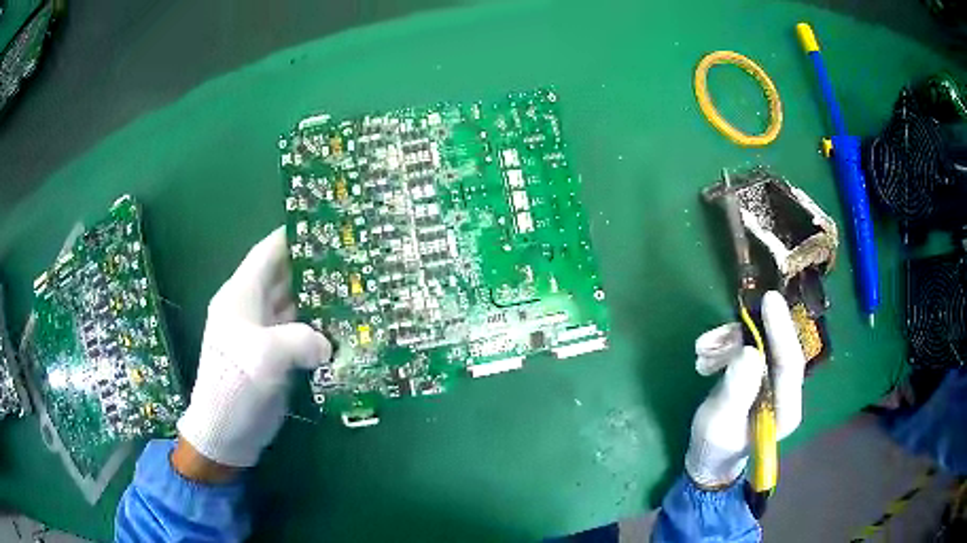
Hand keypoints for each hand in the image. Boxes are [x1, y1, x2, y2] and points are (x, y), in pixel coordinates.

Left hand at [176, 228, 331, 470]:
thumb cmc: (234, 386)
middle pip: (285, 276)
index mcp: (241, 295)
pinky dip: (319, 328)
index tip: (325, 223)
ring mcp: (263, 334)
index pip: (268, 252)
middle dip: (314, 266)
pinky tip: (343, 327)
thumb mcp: (264, 358)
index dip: (293, 235)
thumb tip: (328, 344)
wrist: (224, 433)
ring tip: (355, 288)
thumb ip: (300, 340)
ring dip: (320, 299)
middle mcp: (252, 308)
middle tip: (352, 257)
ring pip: (295, 305)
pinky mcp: (274, 356)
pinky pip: (300, 333)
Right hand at [684, 291, 806, 488]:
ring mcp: (773, 381)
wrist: (709, 457)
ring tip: (700, 354)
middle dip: (748, 335)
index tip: (769, 301)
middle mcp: (786, 391)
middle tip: (727, 323)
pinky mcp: (760, 374)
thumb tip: (748, 351)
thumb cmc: (714, 447)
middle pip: (777, 349)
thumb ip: (736, 390)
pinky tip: (705, 356)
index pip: (790, 364)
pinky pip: (748, 348)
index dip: (781, 331)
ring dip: (730, 343)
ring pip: (760, 345)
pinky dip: (726, 346)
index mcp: (785, 410)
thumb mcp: (719, 422)